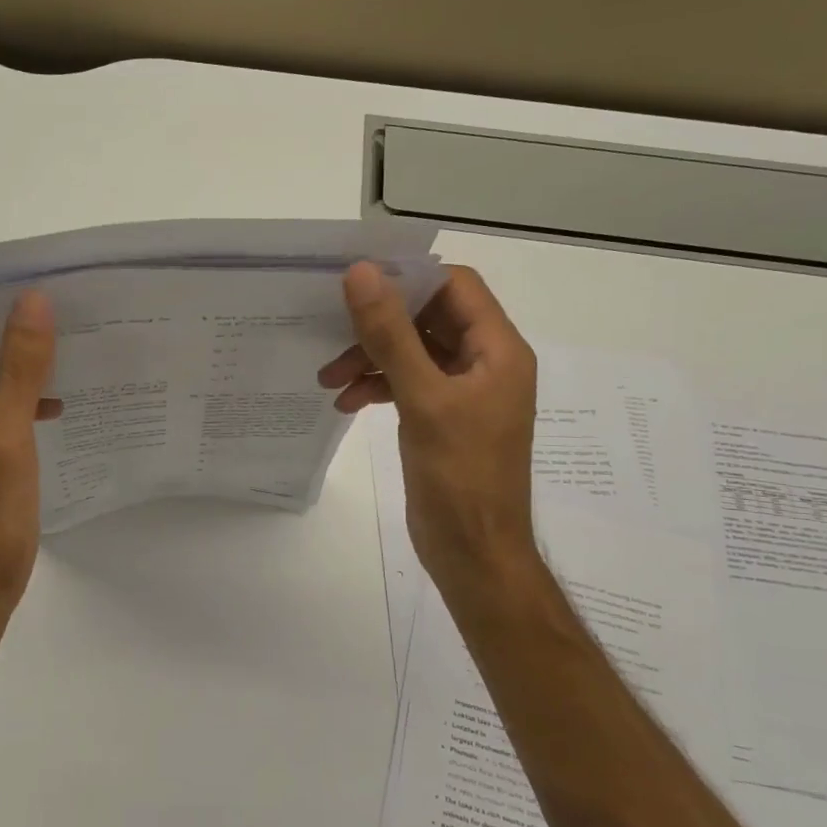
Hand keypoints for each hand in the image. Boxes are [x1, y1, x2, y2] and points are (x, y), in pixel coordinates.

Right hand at [318, 263, 539, 600]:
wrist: (473, 553)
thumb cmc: (460, 476)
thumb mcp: (423, 398)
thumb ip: (391, 334)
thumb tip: (361, 273)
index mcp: (497, 350)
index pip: (455, 285)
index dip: (408, 278)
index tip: (357, 283)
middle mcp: (484, 363)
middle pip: (428, 317)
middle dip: (379, 324)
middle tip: (333, 331)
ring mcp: (462, 391)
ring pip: (411, 350)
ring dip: (371, 356)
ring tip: (330, 377)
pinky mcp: (440, 416)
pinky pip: (406, 382)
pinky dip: (376, 385)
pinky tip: (346, 402)